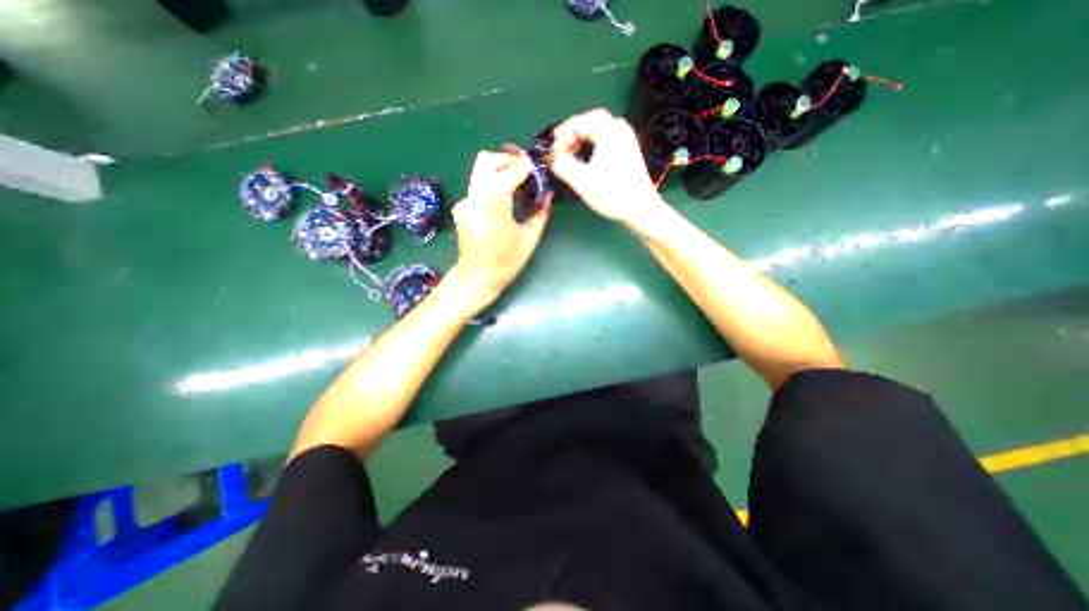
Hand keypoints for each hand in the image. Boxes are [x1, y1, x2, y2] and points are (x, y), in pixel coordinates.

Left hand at [443, 148, 549, 310]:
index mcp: (493, 204)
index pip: (510, 172)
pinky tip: (505, 199)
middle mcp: (475, 196)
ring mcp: (465, 201)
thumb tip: (548, 194)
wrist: (476, 278)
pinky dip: (492, 184)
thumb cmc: (506, 262)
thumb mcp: (529, 239)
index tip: (537, 169)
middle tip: (525, 171)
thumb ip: (540, 213)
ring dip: (499, 170)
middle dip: (508, 160)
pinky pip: (478, 185)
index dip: (525, 167)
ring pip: (480, 171)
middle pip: (487, 161)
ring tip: (518, 184)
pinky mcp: (462, 207)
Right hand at [554, 107, 662, 228]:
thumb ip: (561, 165)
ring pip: (597, 130)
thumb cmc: (612, 194)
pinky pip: (604, 139)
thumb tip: (550, 157)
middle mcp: (618, 127)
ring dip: (580, 139)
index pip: (576, 123)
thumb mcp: (581, 181)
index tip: (552, 158)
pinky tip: (585, 158)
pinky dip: (591, 145)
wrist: (640, 209)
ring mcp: (625, 138)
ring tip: (567, 153)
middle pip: (588, 121)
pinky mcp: (628, 150)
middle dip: (570, 133)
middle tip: (556, 147)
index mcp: (608, 129)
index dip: (560, 139)